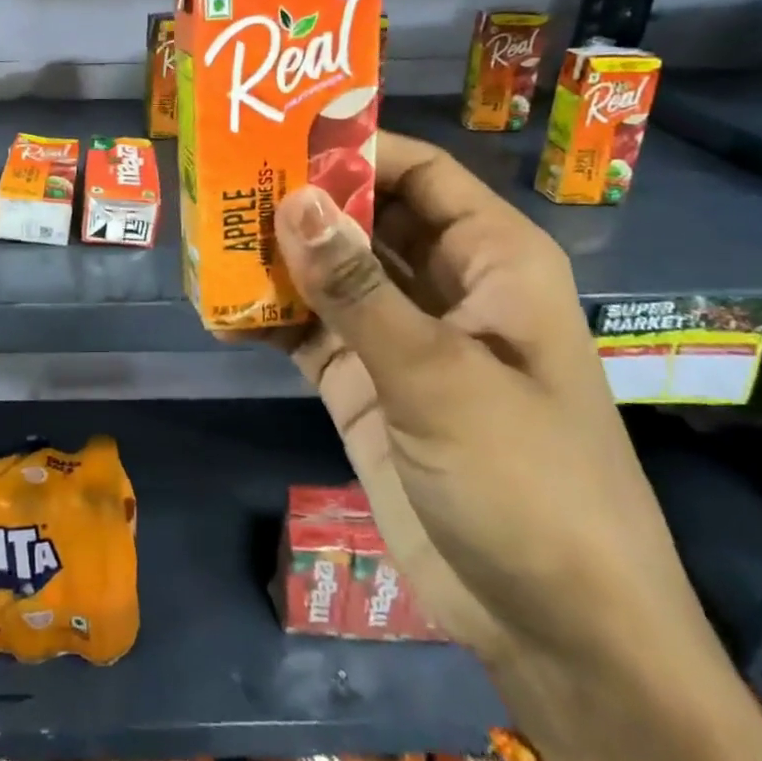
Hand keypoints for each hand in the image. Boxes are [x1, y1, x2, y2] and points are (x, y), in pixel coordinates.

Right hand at [258, 133, 761, 760]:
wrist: (553, 626)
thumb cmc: (527, 482)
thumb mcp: (439, 377)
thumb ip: (359, 290)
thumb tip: (294, 201)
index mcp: (493, 260)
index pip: (420, 174)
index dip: (354, 148)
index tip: (276, 134)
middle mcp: (446, 287)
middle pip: (368, 220)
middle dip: (303, 202)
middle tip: (223, 181)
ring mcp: (402, 340)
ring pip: (333, 277)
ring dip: (279, 259)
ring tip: (207, 234)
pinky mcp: (367, 388)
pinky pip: (312, 335)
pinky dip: (272, 320)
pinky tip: (221, 306)